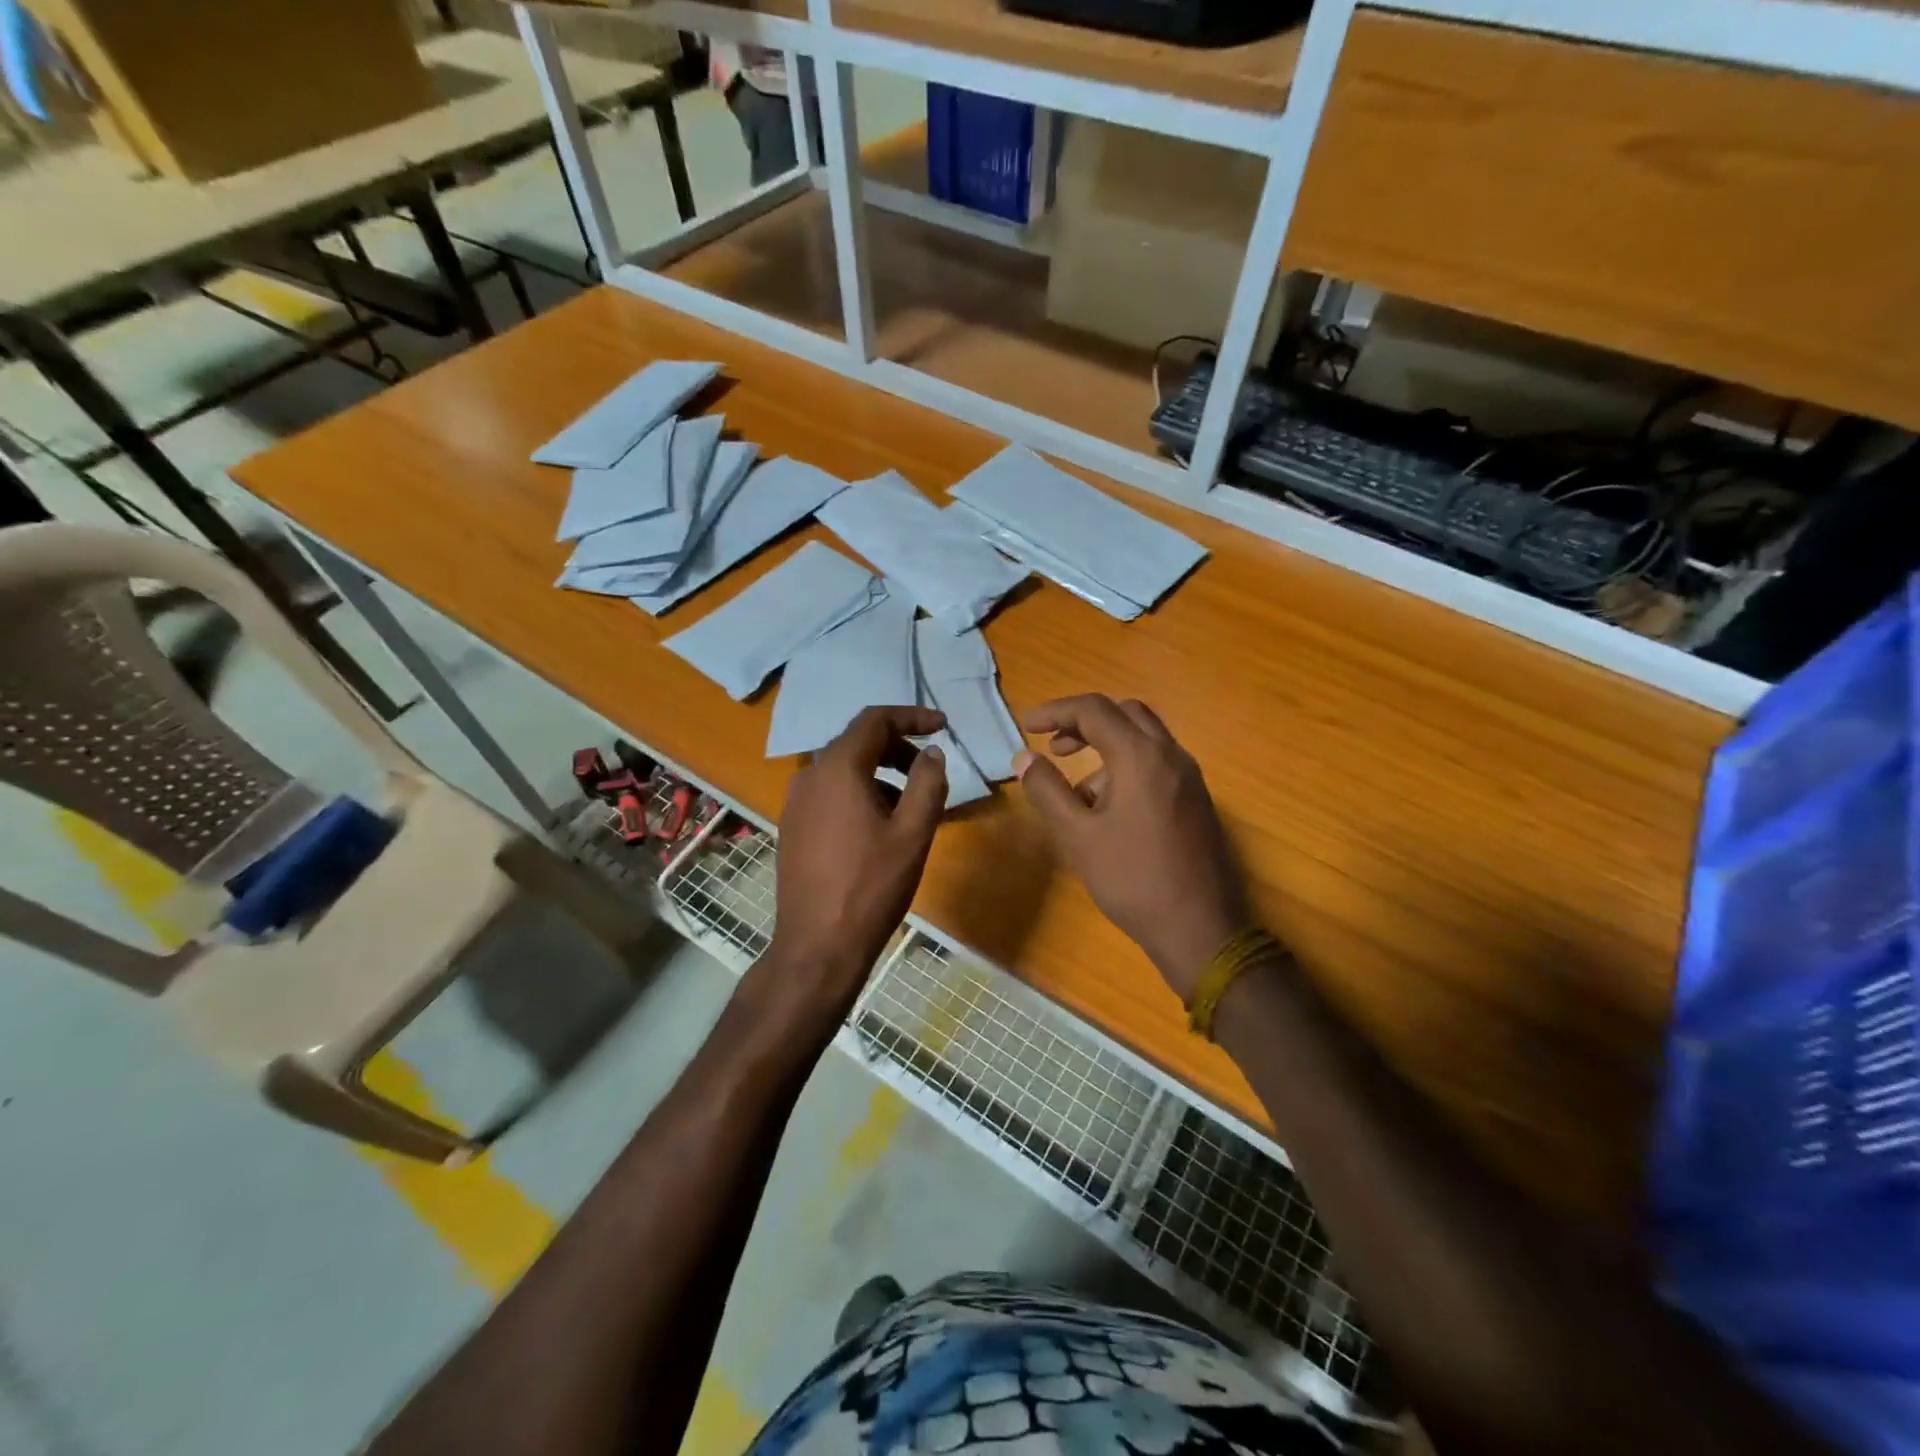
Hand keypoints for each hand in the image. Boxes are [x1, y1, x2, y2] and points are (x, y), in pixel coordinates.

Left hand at [762, 706, 948, 1020]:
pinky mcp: (793, 827)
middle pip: (858, 742)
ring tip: (910, 805)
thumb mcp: (912, 832)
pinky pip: (830, 793)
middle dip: (898, 748)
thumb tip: (933, 753)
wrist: (817, 946)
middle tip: (929, 770)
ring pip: (844, 769)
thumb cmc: (871, 886)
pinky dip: (860, 793)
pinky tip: (880, 827)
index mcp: (838, 768)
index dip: (912, 717)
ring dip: (880, 773)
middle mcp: (810, 775)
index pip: (875, 720)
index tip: (942, 726)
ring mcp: (796, 802)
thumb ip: (928, 783)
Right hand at [1016, 694, 1250, 1000]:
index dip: (1056, 711)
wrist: (1201, 929)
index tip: (1028, 726)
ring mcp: (1190, 778)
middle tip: (1055, 747)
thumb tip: (1025, 758)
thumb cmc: (1132, 879)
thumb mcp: (1077, 836)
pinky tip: (1110, 811)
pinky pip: (1158, 763)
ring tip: (1078, 793)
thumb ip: (1047, 790)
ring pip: (1144, 738)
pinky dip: (1128, 766)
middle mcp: (1171, 755)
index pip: (1093, 710)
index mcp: (1141, 756)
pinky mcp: (1197, 800)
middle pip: (1124, 713)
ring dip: (1107, 746)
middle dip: (1085, 722)